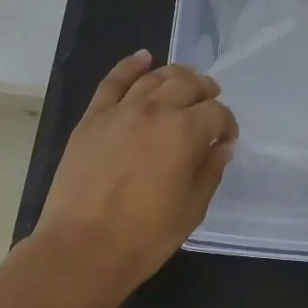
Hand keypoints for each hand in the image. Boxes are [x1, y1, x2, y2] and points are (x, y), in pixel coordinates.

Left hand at [33, 50, 238, 288]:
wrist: (80, 250)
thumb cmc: (143, 237)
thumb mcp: (191, 210)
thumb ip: (209, 171)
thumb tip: (221, 146)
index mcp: (185, 133)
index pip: (216, 113)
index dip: (226, 124)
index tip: (225, 140)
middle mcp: (155, 111)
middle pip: (187, 83)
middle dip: (205, 90)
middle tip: (209, 103)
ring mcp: (120, 111)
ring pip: (154, 77)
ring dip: (175, 75)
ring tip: (184, 83)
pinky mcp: (92, 118)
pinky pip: (113, 81)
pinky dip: (130, 66)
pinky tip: (143, 58)